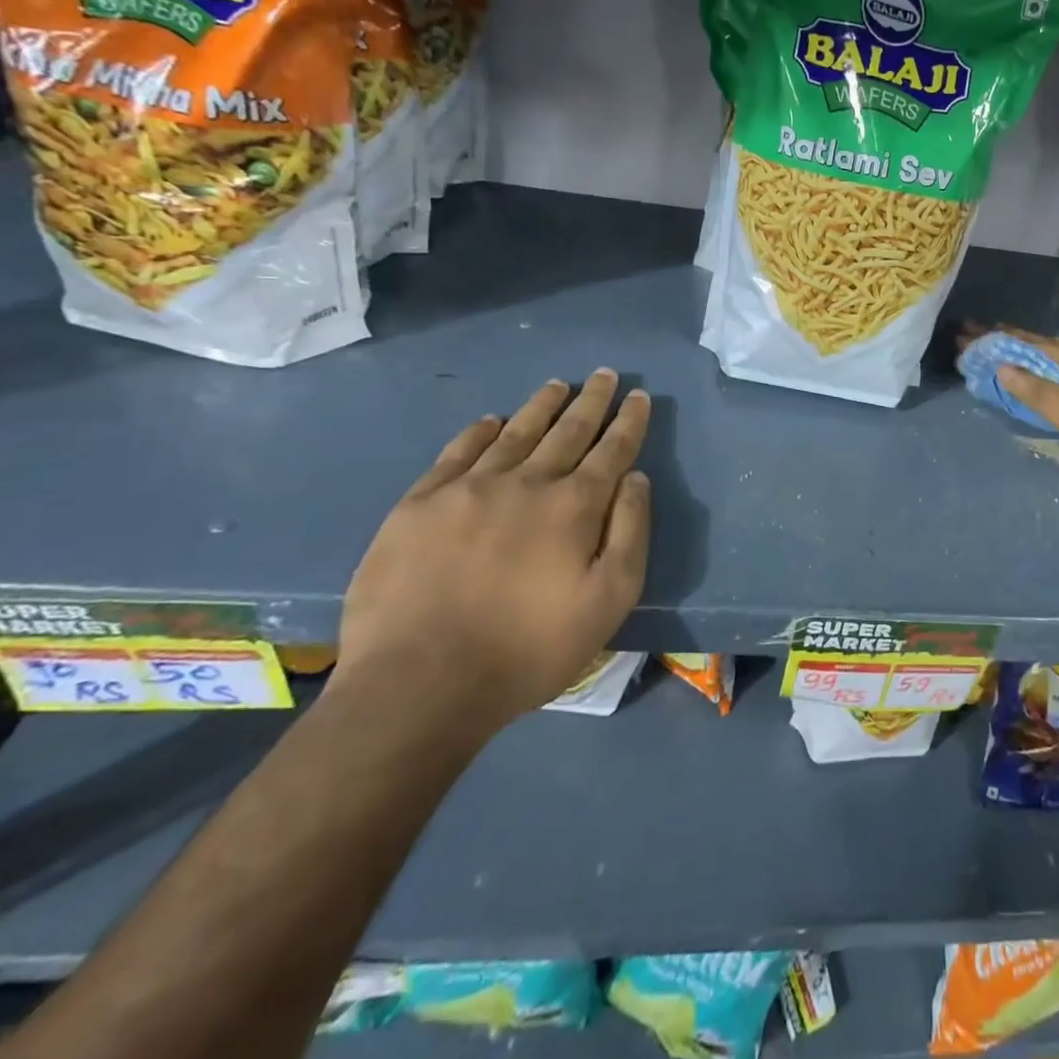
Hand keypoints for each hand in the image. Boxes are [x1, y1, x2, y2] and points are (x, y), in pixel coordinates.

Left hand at [331, 371, 651, 732]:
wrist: (419, 684)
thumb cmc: (529, 648)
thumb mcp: (609, 600)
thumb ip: (630, 533)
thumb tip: (636, 478)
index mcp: (574, 505)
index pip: (611, 449)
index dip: (628, 421)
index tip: (638, 395)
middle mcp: (526, 482)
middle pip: (567, 430)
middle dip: (591, 401)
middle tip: (604, 375)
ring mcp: (468, 489)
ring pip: (515, 432)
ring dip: (541, 406)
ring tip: (558, 385)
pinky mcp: (420, 505)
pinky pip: (457, 453)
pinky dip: (479, 431)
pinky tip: (492, 420)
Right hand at [980, 330, 1058, 505]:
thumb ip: (1042, 395)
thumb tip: (1003, 367)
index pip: (1035, 344)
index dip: (1001, 339)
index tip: (971, 331)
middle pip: (1049, 347)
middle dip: (1014, 343)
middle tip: (982, 339)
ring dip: (1035, 356)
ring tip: (1011, 355)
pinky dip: (1055, 372)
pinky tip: (1057, 382)